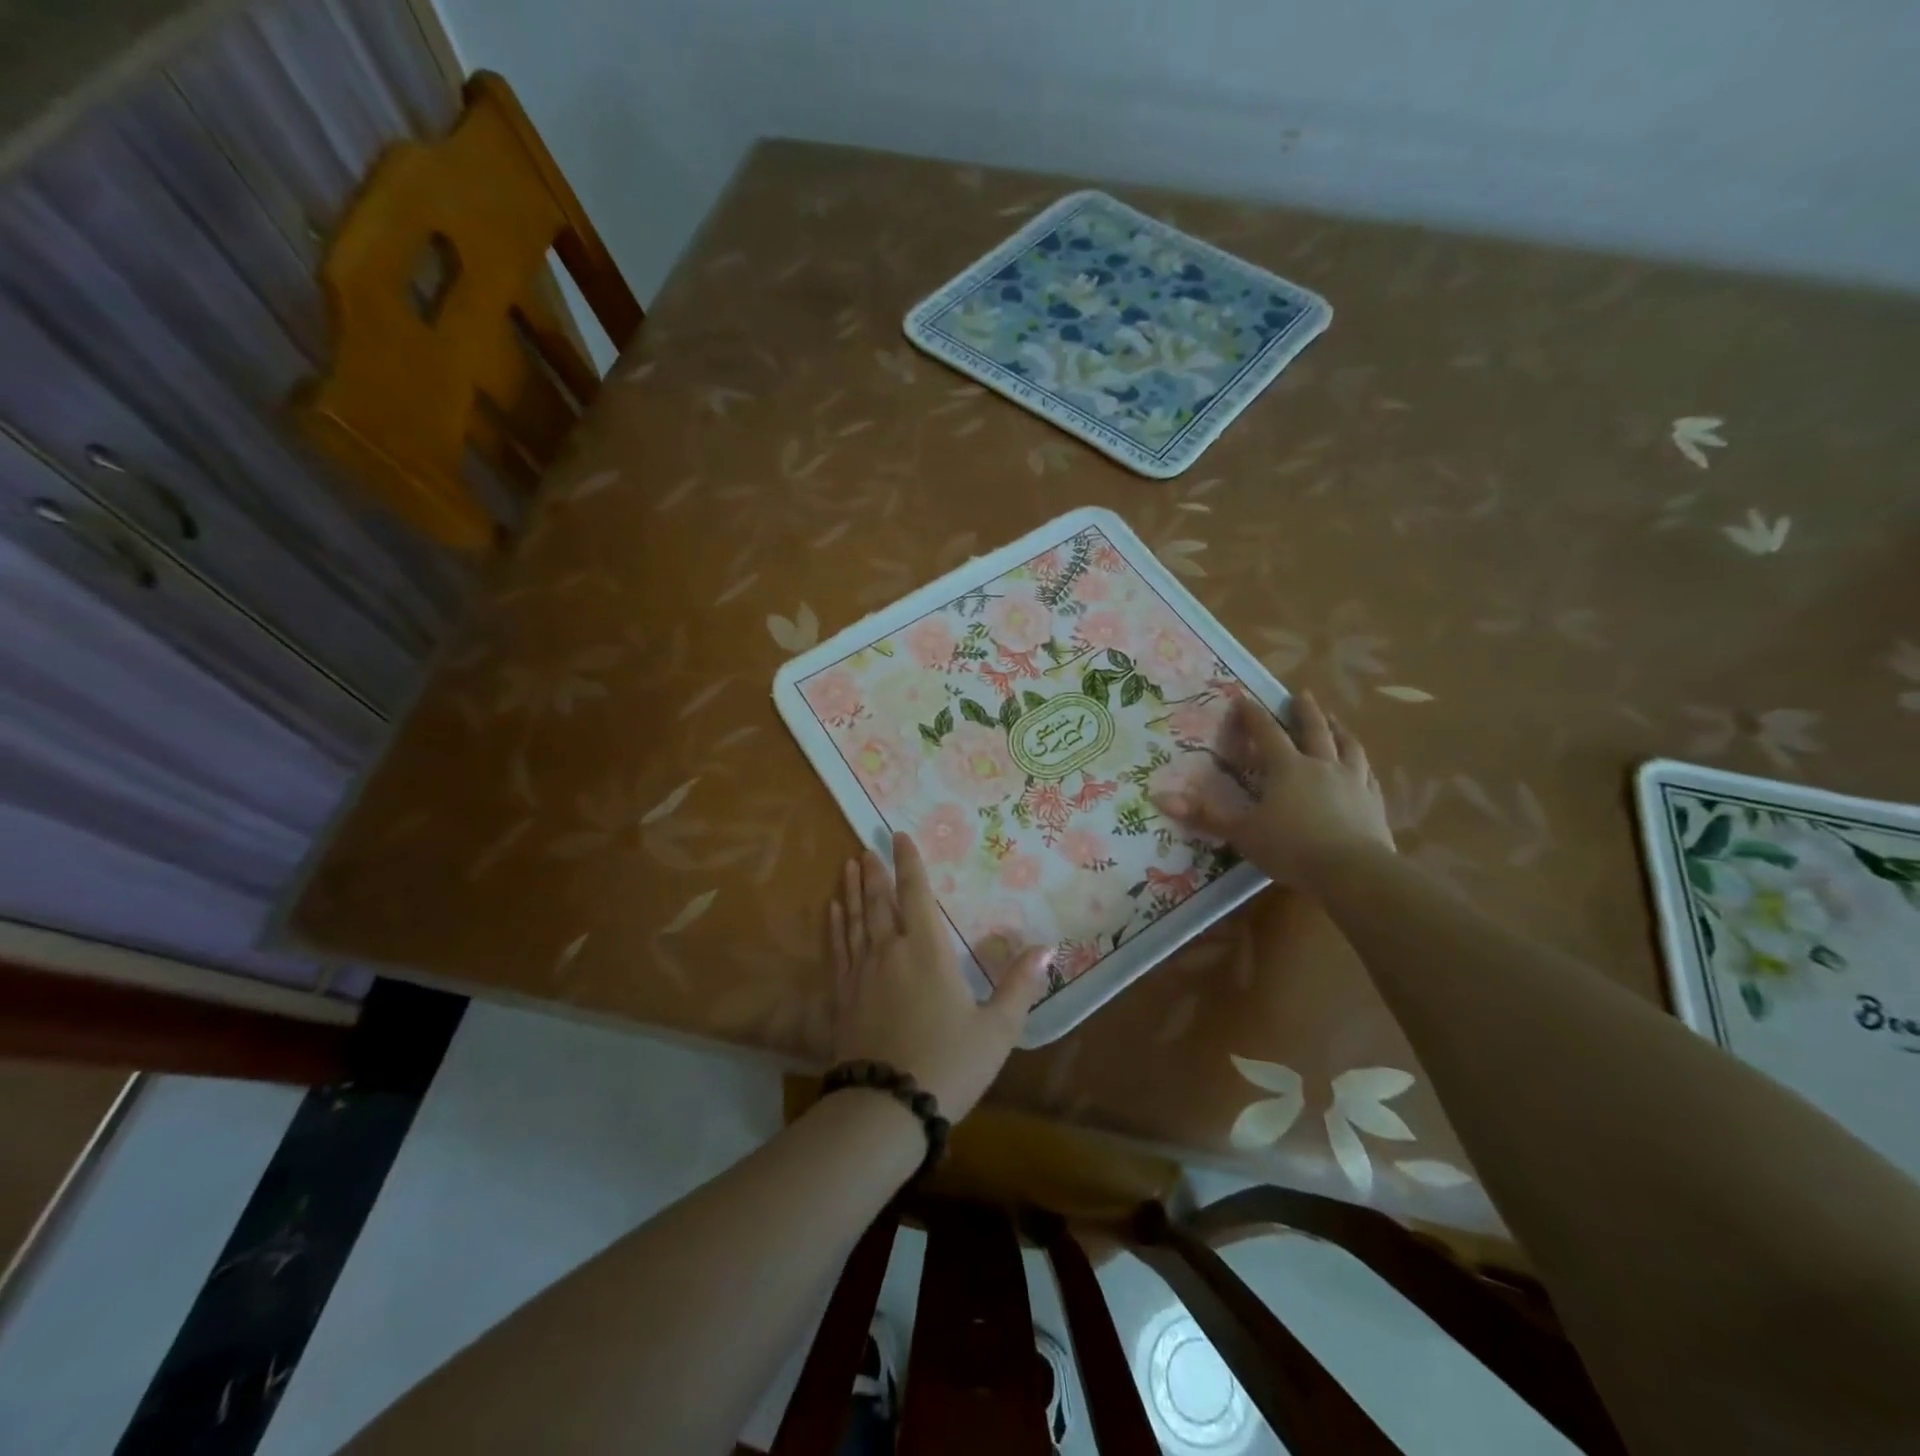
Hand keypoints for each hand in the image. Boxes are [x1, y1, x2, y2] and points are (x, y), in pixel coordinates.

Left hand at [826, 831, 1050, 1119]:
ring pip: (854, 919)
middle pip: (879, 901)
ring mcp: (860, 973)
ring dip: (851, 890)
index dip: (909, 863)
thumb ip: (1020, 986)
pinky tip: (831, 911)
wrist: (886, 1109)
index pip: (916, 894)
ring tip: (847, 865)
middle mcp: (889, 951)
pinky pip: (837, 948)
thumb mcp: (997, 1030)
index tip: (899, 836)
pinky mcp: (842, 996)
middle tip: (868, 846)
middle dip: (875, 871)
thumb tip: (1047, 948)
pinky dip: (834, 925)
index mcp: (927, 951)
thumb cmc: (948, 1065)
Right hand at [1151, 690, 1393, 888]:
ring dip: (1340, 729)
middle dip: (1305, 710)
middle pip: (1314, 729)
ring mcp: (1353, 782)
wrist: (1353, 871)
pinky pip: (1369, 776)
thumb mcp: (1242, 833)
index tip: (1244, 698)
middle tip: (1302, 693)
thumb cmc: (1291, 848)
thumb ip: (1204, 815)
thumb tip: (1159, 798)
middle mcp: (1321, 765)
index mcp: (1287, 768)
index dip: (1253, 715)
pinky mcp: (1373, 803)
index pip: (1267, 733)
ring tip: (1336, 720)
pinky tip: (1363, 767)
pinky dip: (1362, 766)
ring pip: (1348, 746)